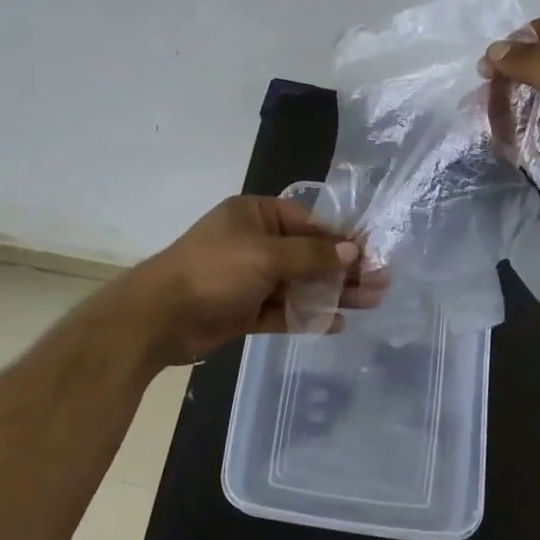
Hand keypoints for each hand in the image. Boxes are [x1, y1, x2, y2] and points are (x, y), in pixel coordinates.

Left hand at [107, 195, 386, 365]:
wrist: (158, 317)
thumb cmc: (213, 271)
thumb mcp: (265, 255)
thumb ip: (311, 255)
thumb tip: (352, 252)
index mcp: (255, 216)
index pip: (308, 223)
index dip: (341, 239)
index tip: (372, 254)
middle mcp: (255, 242)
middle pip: (308, 254)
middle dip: (344, 269)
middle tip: (381, 283)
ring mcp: (250, 278)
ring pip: (299, 284)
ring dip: (332, 293)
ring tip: (370, 303)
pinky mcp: (245, 310)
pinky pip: (283, 310)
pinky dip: (307, 315)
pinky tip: (337, 323)